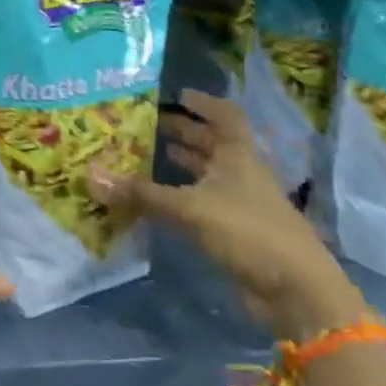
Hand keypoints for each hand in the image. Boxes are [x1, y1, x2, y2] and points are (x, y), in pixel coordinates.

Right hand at [88, 90, 364, 340]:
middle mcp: (241, 172)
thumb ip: (141, 194)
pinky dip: (181, 196)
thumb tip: (90, 175)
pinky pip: (203, 202)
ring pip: (208, 174)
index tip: (178, 94)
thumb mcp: (190, 208)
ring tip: (147, 156)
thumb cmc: (248, 231)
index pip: (225, 116)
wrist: (295, 291)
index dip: (203, 103)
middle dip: (184, 132)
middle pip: (213, 143)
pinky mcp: (236, 231)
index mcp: (238, 154)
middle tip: (148, 124)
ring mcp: (241, 203)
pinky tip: (158, 200)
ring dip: (182, 164)